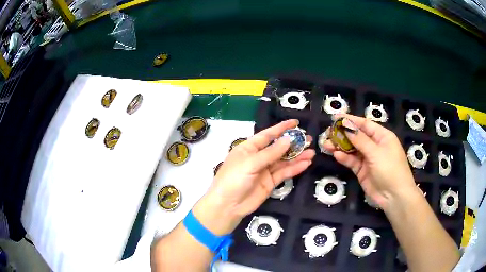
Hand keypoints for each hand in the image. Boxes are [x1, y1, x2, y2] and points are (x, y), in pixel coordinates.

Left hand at [193, 119, 314, 234]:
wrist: (228, 206)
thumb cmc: (233, 179)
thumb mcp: (250, 163)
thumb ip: (270, 153)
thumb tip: (288, 140)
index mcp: (249, 148)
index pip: (267, 135)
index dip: (281, 128)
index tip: (296, 123)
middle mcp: (258, 157)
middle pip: (278, 147)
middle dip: (293, 143)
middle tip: (309, 139)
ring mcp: (264, 170)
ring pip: (283, 161)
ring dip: (297, 156)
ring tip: (312, 151)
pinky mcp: (270, 182)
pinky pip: (284, 173)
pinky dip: (295, 168)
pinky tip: (306, 163)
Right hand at [323, 114, 417, 210]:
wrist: (394, 197)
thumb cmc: (390, 169)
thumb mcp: (376, 152)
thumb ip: (360, 139)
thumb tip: (346, 125)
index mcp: (382, 136)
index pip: (365, 124)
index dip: (350, 120)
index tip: (335, 118)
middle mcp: (375, 145)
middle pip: (357, 136)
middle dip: (343, 134)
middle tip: (328, 132)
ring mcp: (368, 159)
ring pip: (352, 149)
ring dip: (340, 146)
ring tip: (326, 144)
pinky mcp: (362, 170)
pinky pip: (352, 161)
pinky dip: (344, 158)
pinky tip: (336, 155)